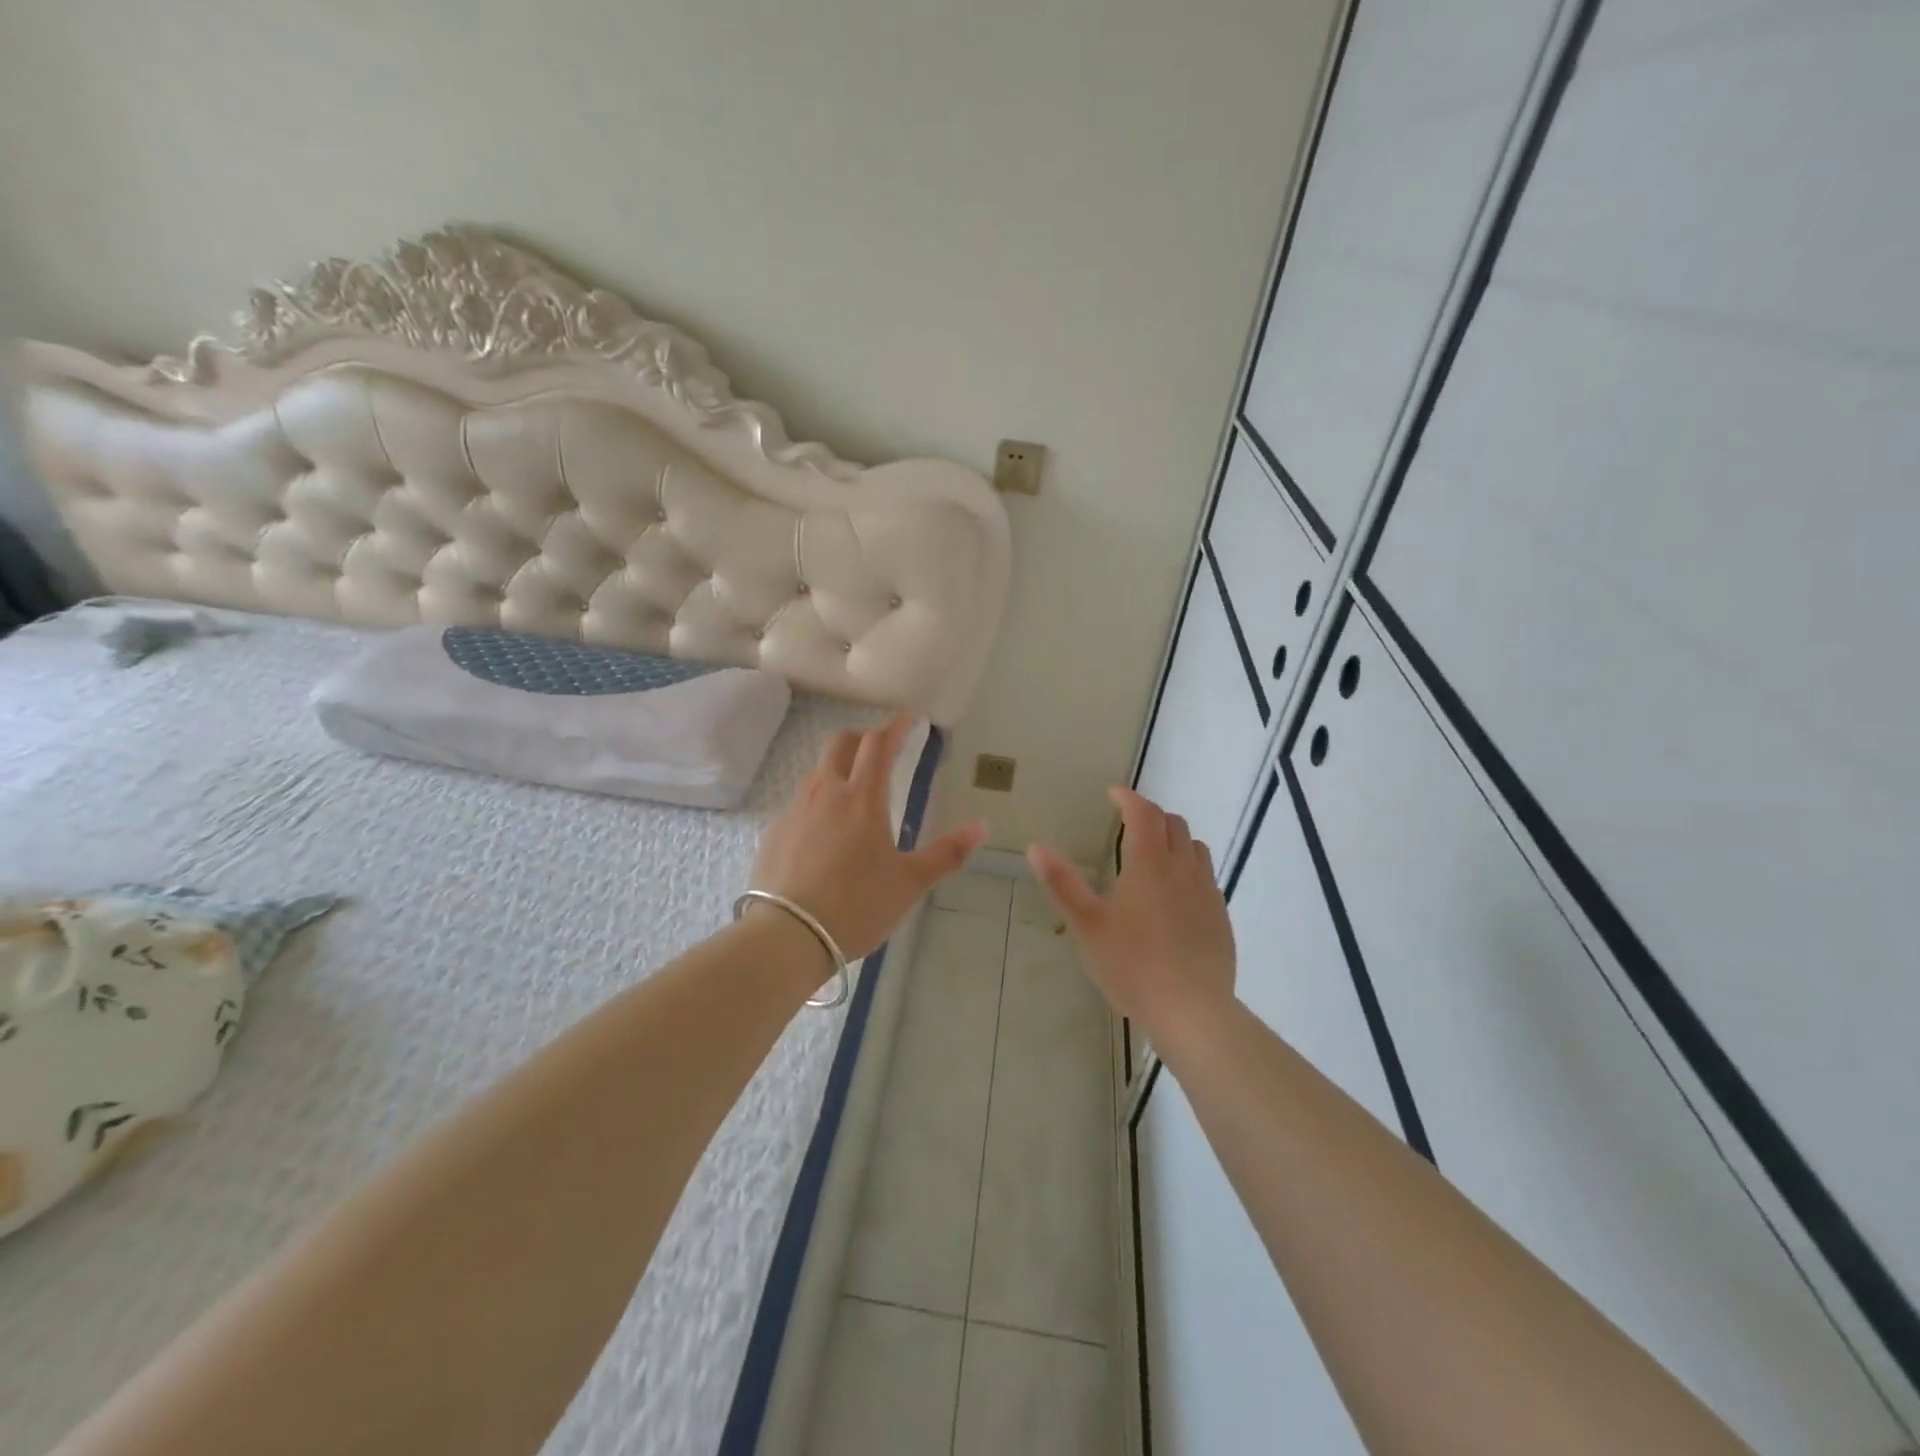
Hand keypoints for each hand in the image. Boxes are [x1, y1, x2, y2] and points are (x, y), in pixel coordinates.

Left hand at [752, 716, 987, 964]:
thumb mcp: (909, 883)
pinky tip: (824, 831)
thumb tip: (982, 827)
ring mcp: (795, 810)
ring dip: (839, 768)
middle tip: (881, 750)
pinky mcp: (775, 831)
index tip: (909, 719)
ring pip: (818, 771)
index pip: (879, 744)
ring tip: (854, 791)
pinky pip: (800, 802)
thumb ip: (947, 853)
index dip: (895, 727)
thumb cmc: (857, 905)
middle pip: (841, 743)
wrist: (787, 935)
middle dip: (863, 738)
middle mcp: (826, 792)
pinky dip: (818, 801)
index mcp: (862, 798)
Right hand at [1028, 786, 1235, 1037]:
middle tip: (1129, 823)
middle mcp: (1183, 868)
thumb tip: (1036, 847)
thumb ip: (1062, 883)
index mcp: (1149, 863)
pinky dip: (1188, 867)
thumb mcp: (1087, 925)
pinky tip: (1175, 894)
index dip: (1128, 798)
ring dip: (1174, 839)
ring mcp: (1207, 891)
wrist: (1192, 1010)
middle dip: (1151, 815)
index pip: (1143, 813)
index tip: (1113, 793)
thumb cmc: (1132, 965)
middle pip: (1173, 824)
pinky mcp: (1220, 915)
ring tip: (1154, 854)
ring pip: (1195, 847)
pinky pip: (1206, 876)